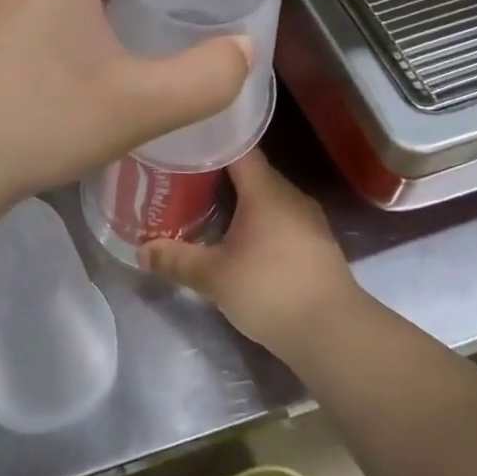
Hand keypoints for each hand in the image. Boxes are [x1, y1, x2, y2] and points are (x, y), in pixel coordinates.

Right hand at [142, 150, 360, 357]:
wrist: (335, 334)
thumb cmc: (271, 290)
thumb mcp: (214, 276)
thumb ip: (176, 260)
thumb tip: (141, 250)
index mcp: (265, 189)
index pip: (238, 147)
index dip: (211, 141)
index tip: (183, 142)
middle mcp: (289, 195)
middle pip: (250, 172)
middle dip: (217, 174)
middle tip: (183, 178)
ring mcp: (308, 221)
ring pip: (266, 198)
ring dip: (239, 201)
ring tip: (204, 206)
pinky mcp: (316, 246)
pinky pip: (280, 220)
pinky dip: (257, 222)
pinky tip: (238, 239)